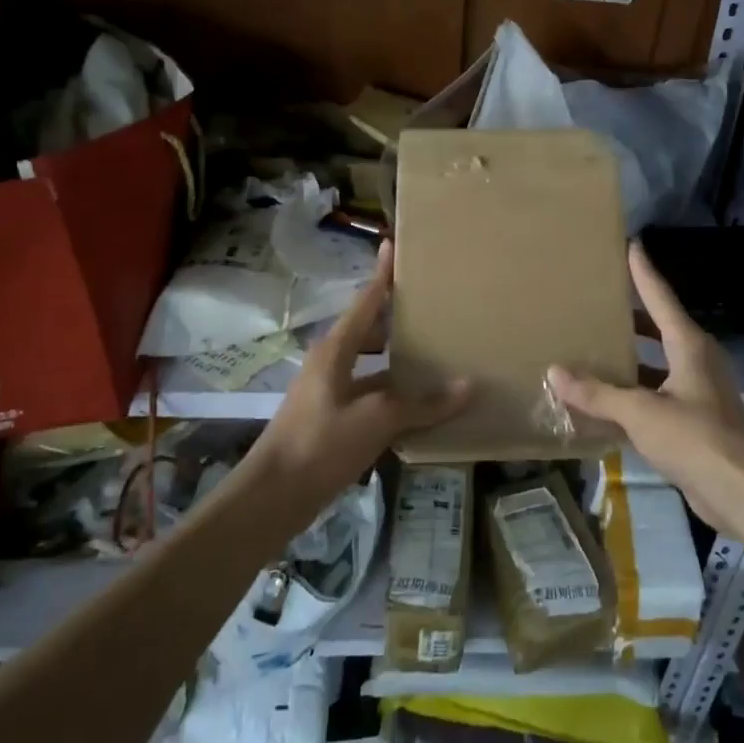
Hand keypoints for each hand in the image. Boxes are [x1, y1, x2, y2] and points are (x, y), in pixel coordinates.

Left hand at [249, 241, 468, 517]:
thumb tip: (470, 386)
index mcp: (335, 350)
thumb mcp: (376, 419)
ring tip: (439, 354)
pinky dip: (396, 394)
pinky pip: (372, 394)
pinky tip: (423, 404)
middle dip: (399, 319)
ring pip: (373, 365)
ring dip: (400, 361)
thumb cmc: (320, 444)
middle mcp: (332, 363)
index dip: (382, 275)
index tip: (393, 245)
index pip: (365, 301)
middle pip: (370, 331)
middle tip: (437, 308)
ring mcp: (331, 392)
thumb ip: (423, 404)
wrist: (273, 497)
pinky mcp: (334, 420)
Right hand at [548, 242, 743, 533]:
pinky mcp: (694, 419)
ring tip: (593, 346)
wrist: (742, 492)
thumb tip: (555, 372)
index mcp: (689, 345)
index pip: (660, 297)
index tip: (631, 245)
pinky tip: (606, 398)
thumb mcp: (641, 413)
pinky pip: (657, 393)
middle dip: (631, 315)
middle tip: (597, 300)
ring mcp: (698, 391)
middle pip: (659, 327)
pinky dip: (633, 391)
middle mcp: (696, 360)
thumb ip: (598, 393)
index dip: (643, 272)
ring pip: (657, 363)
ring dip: (629, 357)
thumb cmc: (696, 439)